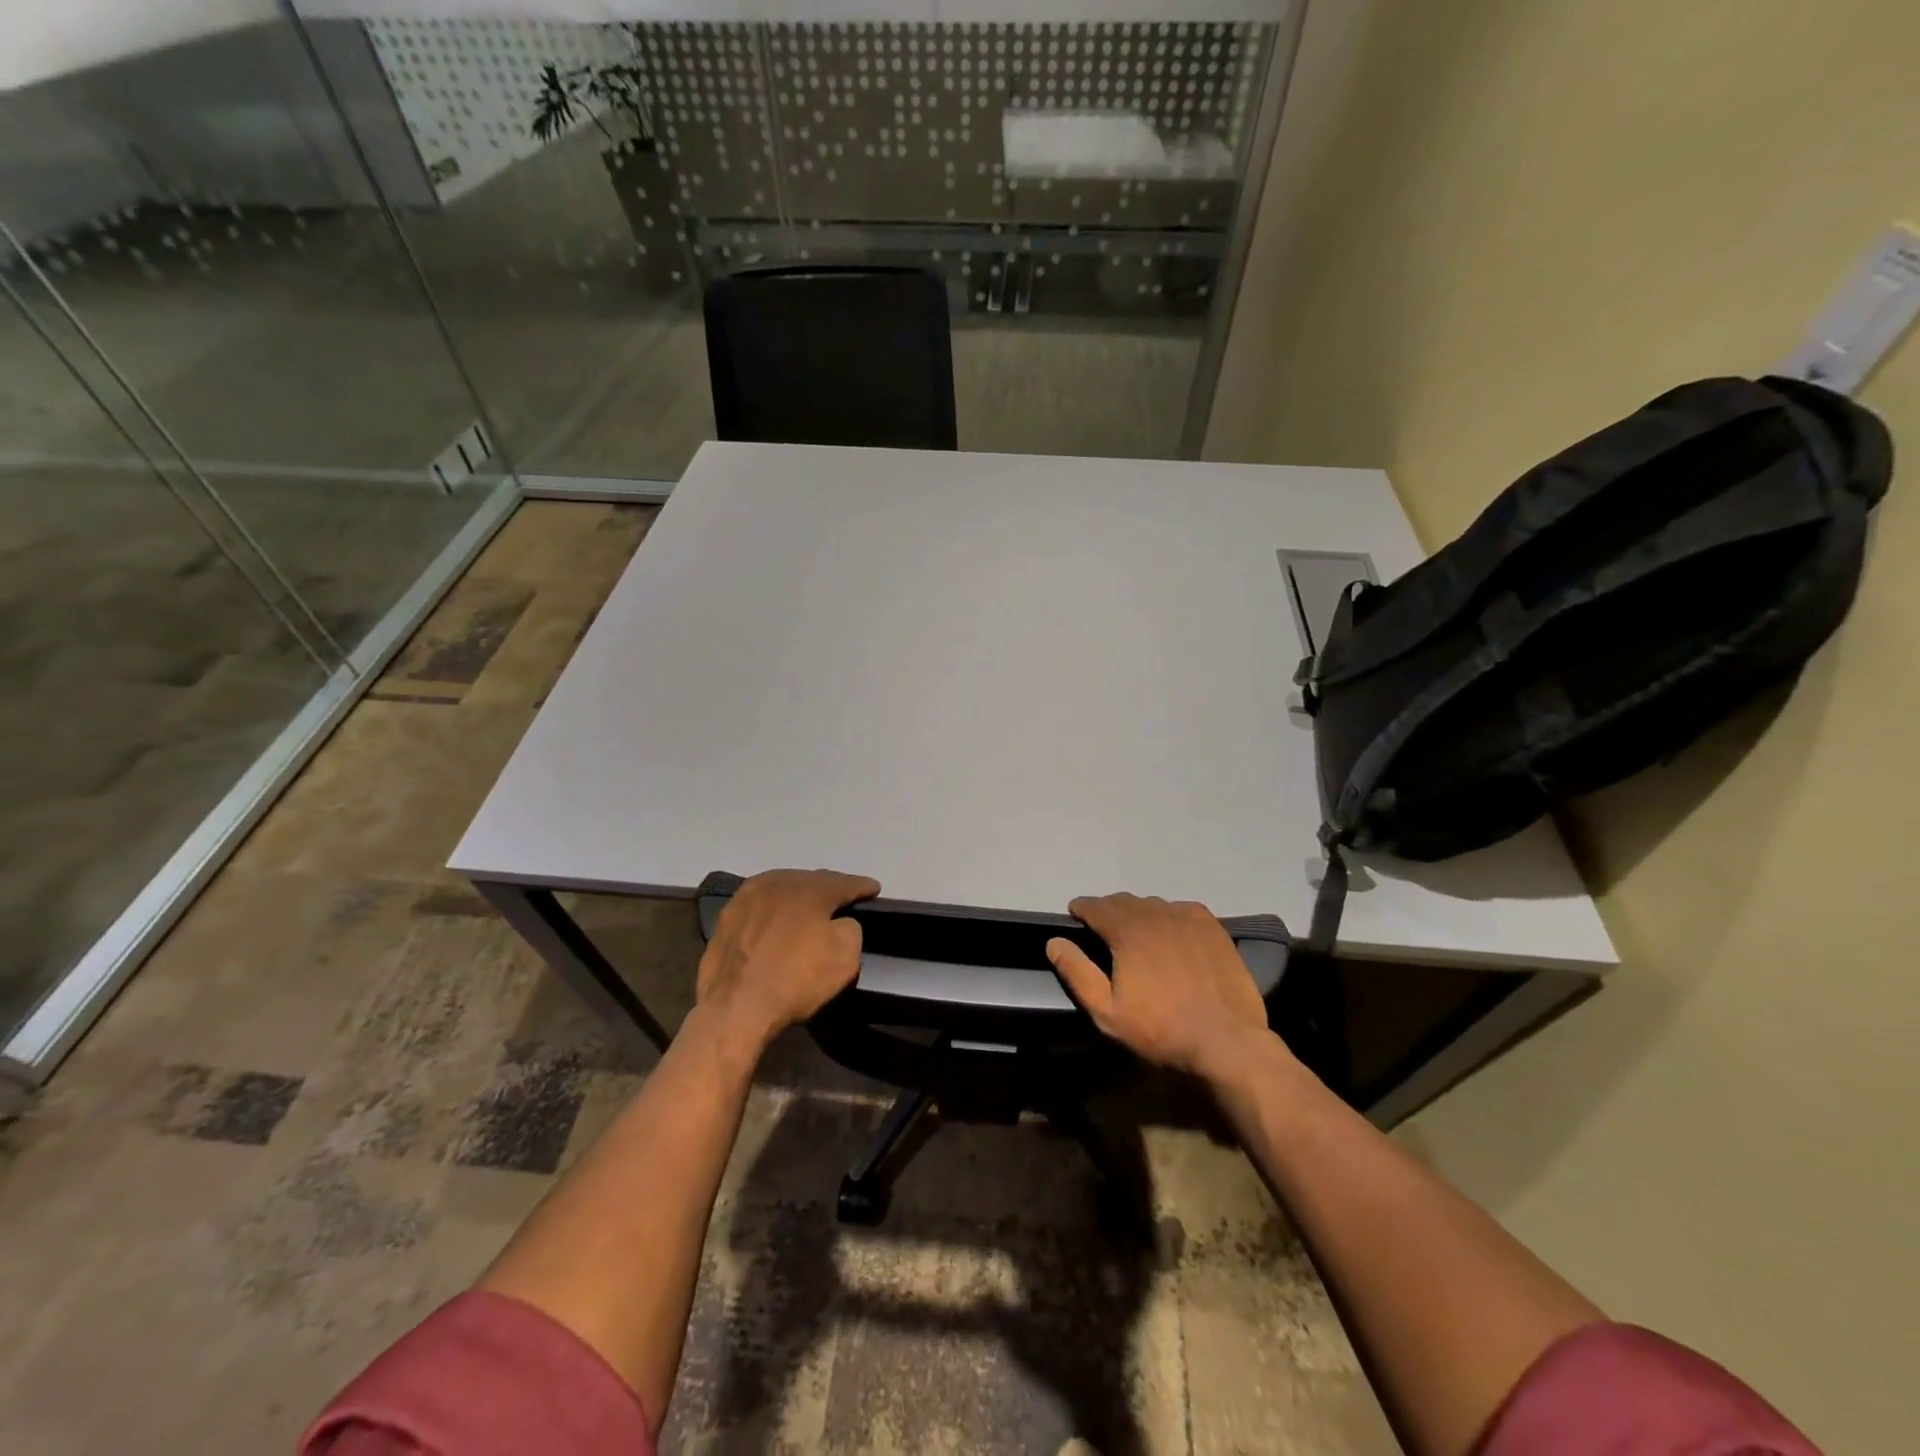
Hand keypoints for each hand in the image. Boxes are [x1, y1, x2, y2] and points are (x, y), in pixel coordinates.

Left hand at [696, 869, 879, 1048]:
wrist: (735, 1007)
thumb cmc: (796, 979)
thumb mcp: (845, 957)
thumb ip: (851, 928)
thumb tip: (839, 922)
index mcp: (809, 888)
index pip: (844, 882)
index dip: (861, 886)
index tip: (874, 888)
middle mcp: (777, 882)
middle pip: (810, 881)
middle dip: (828, 888)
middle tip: (842, 897)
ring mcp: (746, 899)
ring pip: (781, 890)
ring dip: (797, 897)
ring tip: (808, 908)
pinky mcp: (725, 919)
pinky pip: (759, 908)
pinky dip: (772, 912)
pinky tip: (776, 923)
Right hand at [1046, 893, 1274, 1082]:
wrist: (1226, 1042)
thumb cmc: (1159, 1030)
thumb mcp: (1106, 1012)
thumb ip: (1077, 973)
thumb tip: (1054, 942)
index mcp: (1126, 931)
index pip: (1096, 906)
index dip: (1082, 908)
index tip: (1076, 915)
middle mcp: (1156, 914)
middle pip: (1124, 901)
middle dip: (1108, 910)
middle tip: (1104, 928)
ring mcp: (1187, 918)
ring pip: (1153, 903)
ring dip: (1139, 912)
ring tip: (1137, 932)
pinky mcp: (1213, 928)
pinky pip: (1182, 909)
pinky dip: (1169, 915)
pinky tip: (1171, 932)